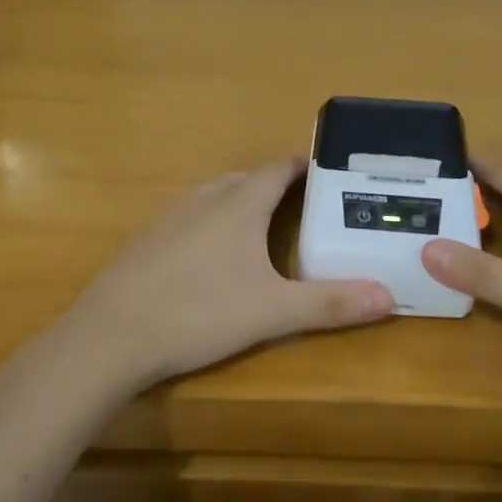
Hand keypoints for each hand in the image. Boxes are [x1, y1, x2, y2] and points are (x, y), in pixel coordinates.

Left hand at [64, 158, 394, 389]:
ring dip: (241, 202)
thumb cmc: (199, 312)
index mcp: (239, 203)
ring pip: (215, 196)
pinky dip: (211, 223)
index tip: (326, 172)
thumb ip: (330, 303)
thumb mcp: (272, 312)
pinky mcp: (147, 239)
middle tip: (304, 206)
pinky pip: (190, 217)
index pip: (278, 169)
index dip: (303, 167)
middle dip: (275, 186)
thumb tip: (389, 296)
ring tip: (263, 227)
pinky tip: (211, 257)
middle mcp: (205, 198)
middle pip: (247, 179)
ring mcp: (171, 215)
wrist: (111, 335)